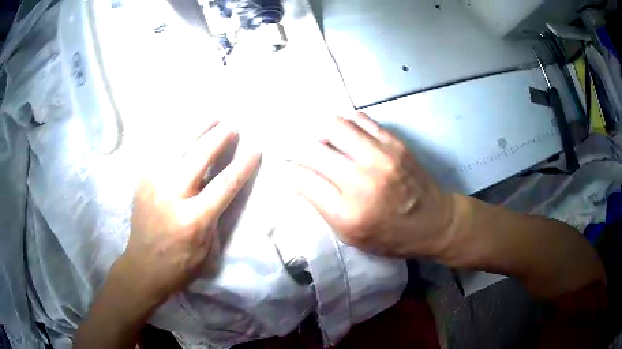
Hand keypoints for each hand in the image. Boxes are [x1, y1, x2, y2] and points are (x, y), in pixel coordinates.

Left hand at [121, 122, 260, 303]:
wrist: (143, 266)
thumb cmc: (179, 264)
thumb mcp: (207, 250)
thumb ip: (215, 217)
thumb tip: (221, 188)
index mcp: (193, 219)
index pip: (224, 185)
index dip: (242, 166)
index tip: (255, 150)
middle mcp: (171, 196)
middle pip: (198, 157)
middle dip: (219, 138)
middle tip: (232, 126)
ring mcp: (153, 185)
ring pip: (177, 147)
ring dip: (197, 129)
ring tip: (212, 116)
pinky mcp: (142, 182)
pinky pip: (161, 151)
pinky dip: (175, 137)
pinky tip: (185, 129)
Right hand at [289, 112, 455, 257]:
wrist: (435, 223)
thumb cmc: (391, 237)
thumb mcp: (351, 236)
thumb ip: (322, 207)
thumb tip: (300, 178)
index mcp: (347, 212)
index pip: (303, 179)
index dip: (290, 170)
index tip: (288, 167)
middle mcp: (361, 181)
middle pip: (313, 150)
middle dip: (297, 149)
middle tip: (296, 150)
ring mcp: (380, 158)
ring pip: (334, 126)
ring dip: (318, 129)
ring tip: (318, 136)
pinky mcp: (395, 144)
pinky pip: (361, 120)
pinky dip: (345, 123)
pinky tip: (342, 131)